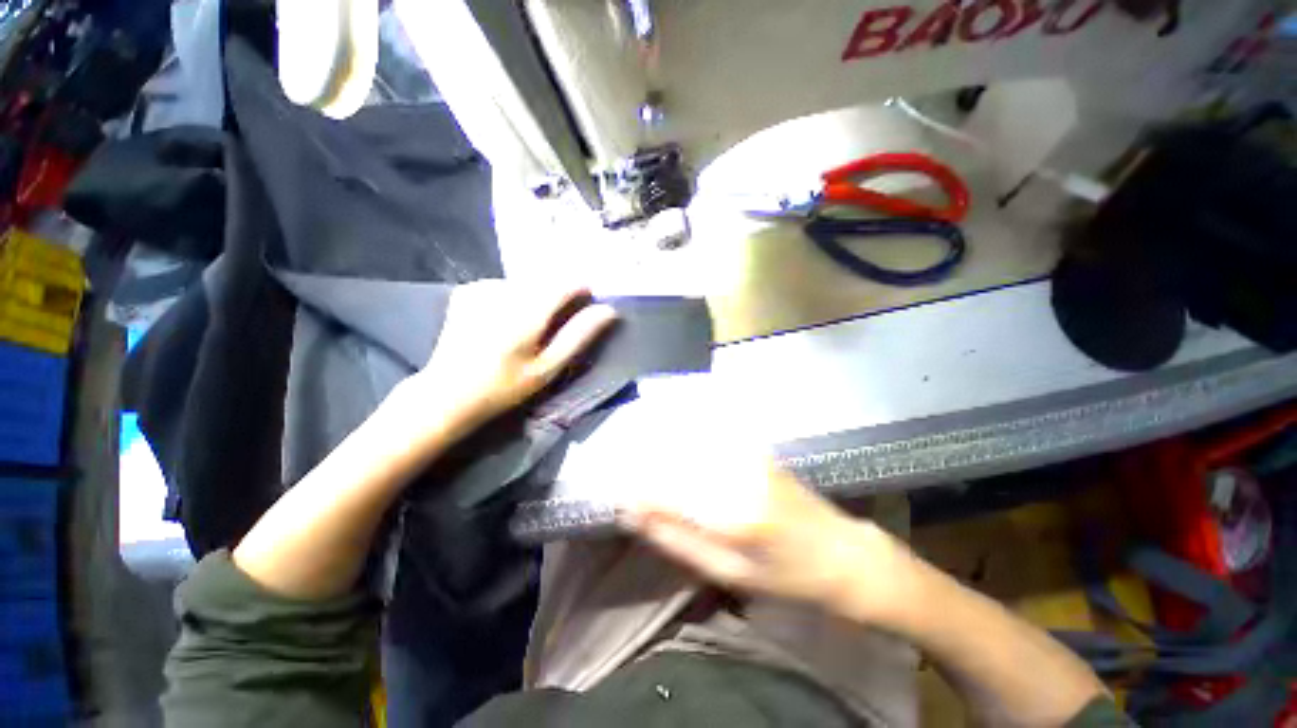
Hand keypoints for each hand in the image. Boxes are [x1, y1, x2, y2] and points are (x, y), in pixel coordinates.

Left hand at [400, 281, 616, 437]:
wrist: (447, 394)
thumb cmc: (504, 387)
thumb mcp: (548, 368)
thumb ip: (578, 336)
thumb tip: (608, 311)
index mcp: (526, 311)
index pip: (566, 283)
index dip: (582, 291)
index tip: (586, 308)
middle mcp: (504, 291)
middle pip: (547, 280)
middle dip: (559, 298)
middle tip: (555, 329)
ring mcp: (483, 288)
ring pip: (528, 282)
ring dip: (538, 298)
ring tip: (531, 329)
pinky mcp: (469, 291)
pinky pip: (507, 286)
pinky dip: (516, 298)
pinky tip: (508, 321)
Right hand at [621, 463, 916, 622]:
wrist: (840, 552)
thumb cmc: (784, 575)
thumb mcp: (726, 573)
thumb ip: (675, 539)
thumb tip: (633, 512)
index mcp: (731, 516)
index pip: (664, 492)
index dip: (634, 490)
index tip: (616, 492)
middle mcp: (737, 474)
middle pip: (674, 458)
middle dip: (642, 462)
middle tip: (623, 472)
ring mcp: (747, 454)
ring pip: (689, 439)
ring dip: (661, 442)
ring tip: (642, 451)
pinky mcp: (753, 445)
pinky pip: (709, 432)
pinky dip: (685, 434)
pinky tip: (673, 436)